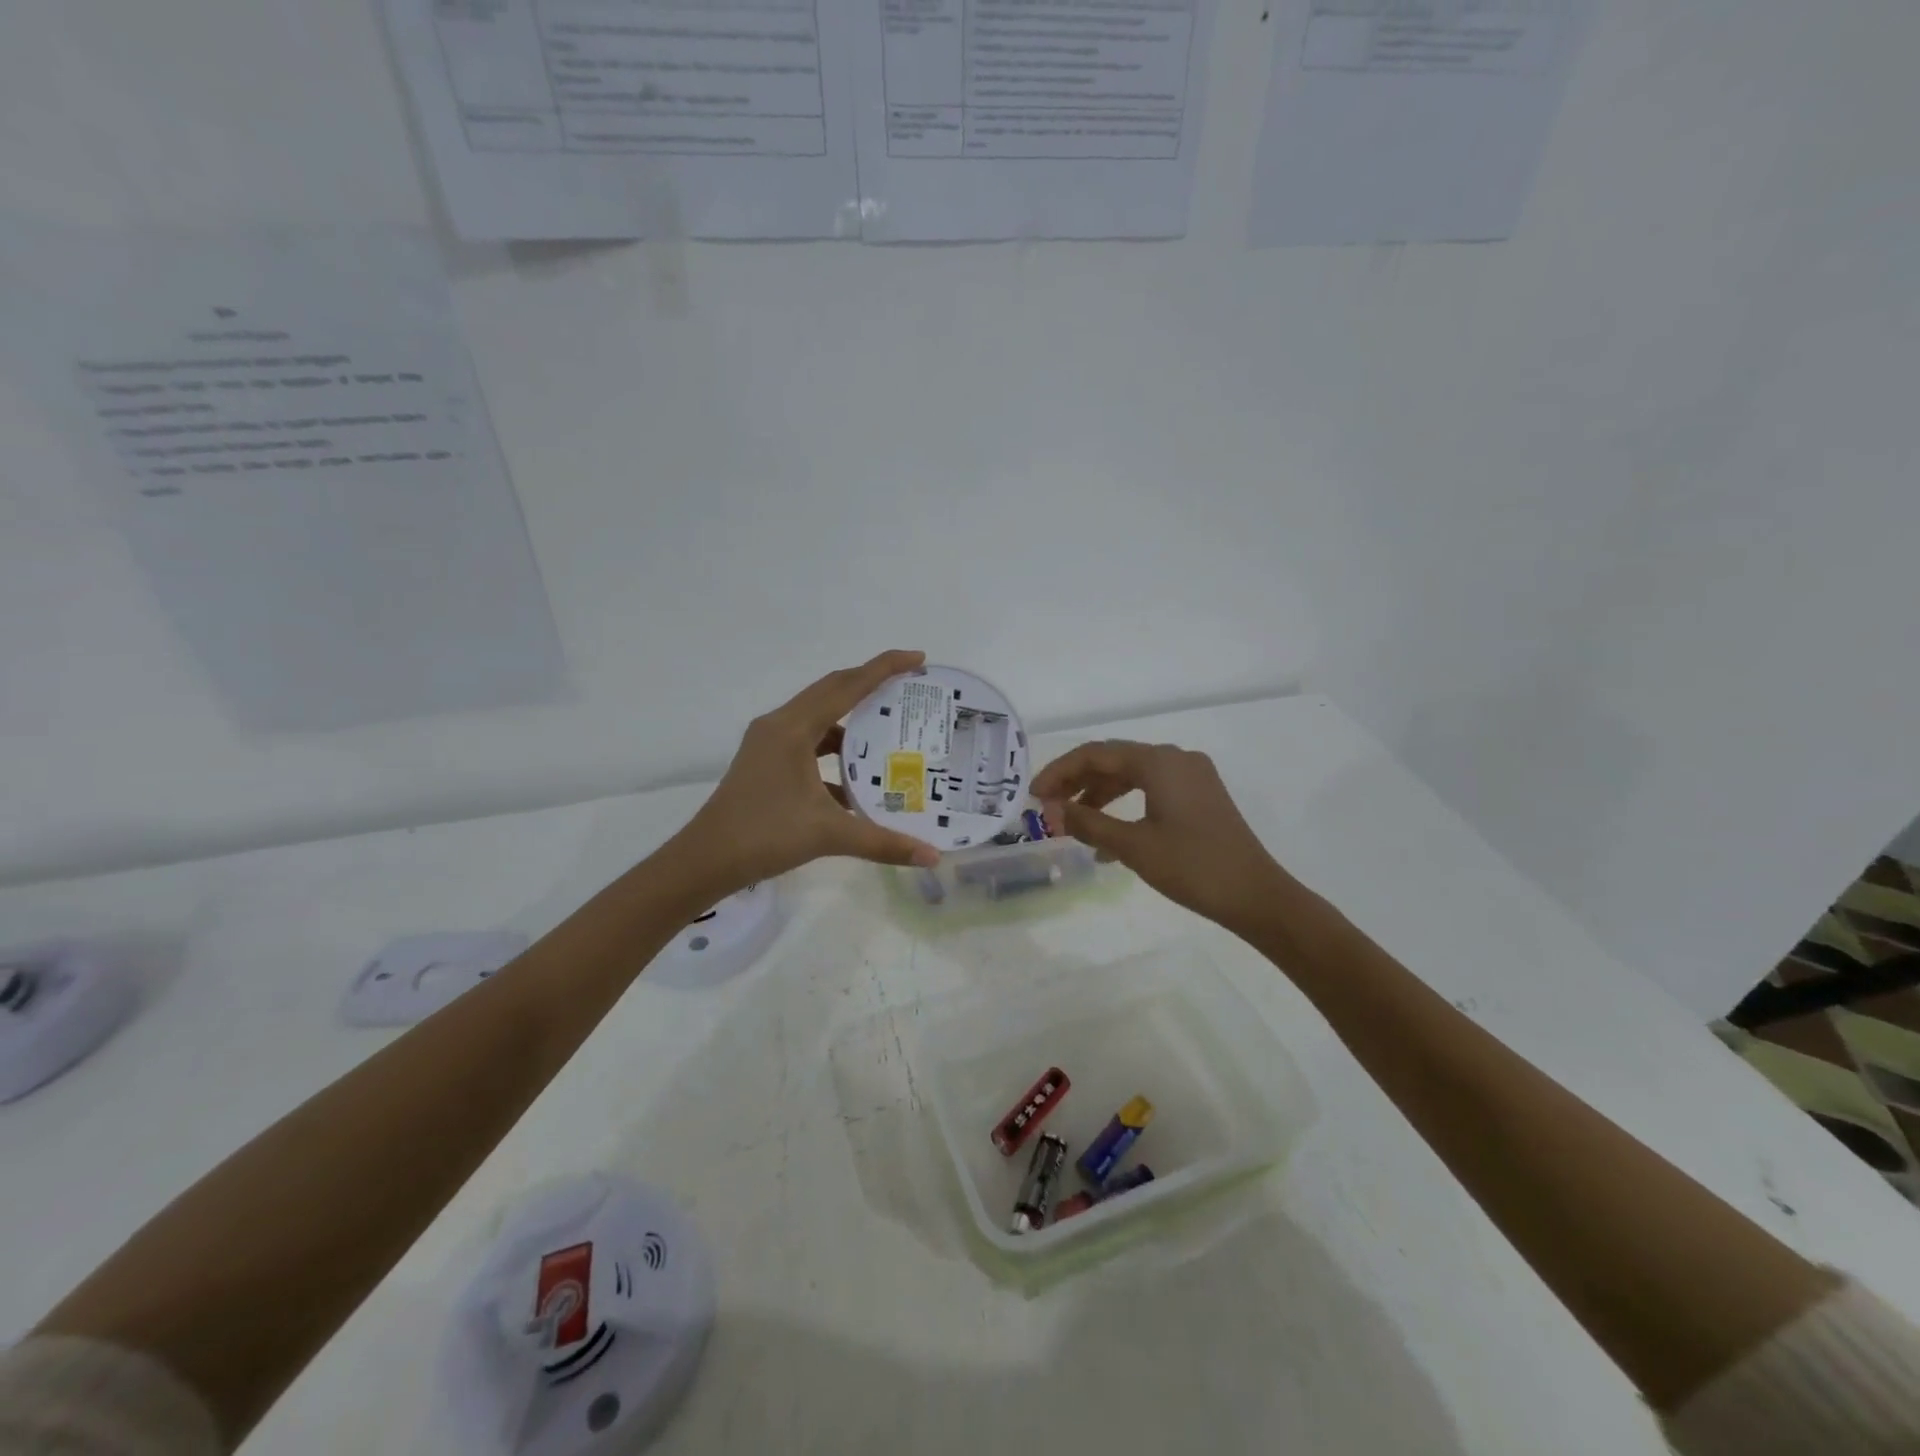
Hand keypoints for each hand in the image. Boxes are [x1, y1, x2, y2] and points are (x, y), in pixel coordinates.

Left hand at [672, 650, 942, 894]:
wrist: (705, 861)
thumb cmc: (765, 836)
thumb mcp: (829, 834)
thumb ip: (884, 843)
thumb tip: (933, 856)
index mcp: (794, 728)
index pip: (847, 685)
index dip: (884, 668)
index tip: (918, 658)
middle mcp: (780, 725)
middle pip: (832, 691)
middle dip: (871, 685)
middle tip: (910, 688)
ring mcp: (769, 743)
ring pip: (819, 718)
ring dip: (852, 722)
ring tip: (888, 732)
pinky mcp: (765, 762)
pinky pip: (808, 743)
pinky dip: (833, 751)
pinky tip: (855, 780)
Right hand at [1033, 740, 1289, 932]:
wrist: (1257, 896)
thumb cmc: (1192, 867)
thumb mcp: (1133, 846)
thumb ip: (1087, 822)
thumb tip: (1050, 811)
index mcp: (1159, 762)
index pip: (1096, 754)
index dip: (1060, 772)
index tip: (1034, 796)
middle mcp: (1176, 758)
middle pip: (1114, 760)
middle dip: (1077, 782)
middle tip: (1048, 807)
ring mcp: (1191, 776)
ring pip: (1132, 775)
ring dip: (1099, 796)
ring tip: (1072, 823)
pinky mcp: (1200, 796)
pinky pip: (1151, 789)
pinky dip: (1125, 806)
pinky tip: (1107, 838)